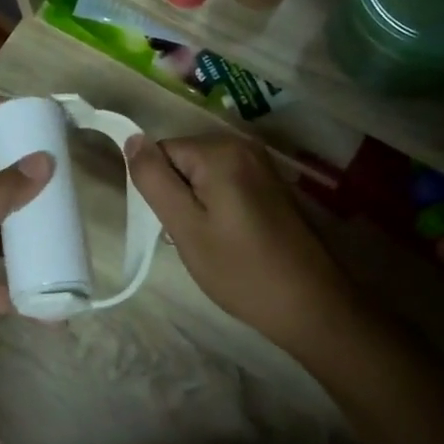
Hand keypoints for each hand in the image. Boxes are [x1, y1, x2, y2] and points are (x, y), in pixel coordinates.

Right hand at [124, 134, 352, 348]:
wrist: (311, 304)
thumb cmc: (241, 270)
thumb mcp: (185, 227)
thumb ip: (154, 179)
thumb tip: (132, 139)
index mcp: (220, 150)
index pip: (161, 152)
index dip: (159, 189)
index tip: (174, 225)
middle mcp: (242, 145)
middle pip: (182, 160)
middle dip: (178, 195)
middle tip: (193, 237)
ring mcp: (261, 164)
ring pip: (201, 174)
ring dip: (196, 204)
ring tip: (211, 241)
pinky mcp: (270, 183)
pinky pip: (224, 183)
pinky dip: (217, 206)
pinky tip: (230, 238)